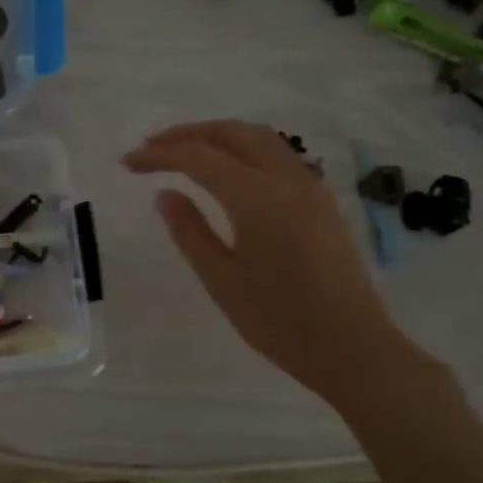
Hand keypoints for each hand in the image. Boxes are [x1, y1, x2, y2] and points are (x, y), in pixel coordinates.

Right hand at [124, 121, 418, 403]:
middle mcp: (287, 179)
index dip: (159, 155)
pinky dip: (243, 148)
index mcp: (258, 198)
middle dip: (187, 134)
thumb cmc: (280, 323)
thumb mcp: (222, 281)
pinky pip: (276, 155)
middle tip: (151, 148)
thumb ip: (190, 232)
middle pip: (232, 133)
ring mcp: (310, 186)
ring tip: (183, 151)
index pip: (199, 158)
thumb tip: (165, 193)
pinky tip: (226, 170)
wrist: (354, 349)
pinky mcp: (321, 200)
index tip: (128, 162)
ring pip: (258, 138)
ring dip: (217, 136)